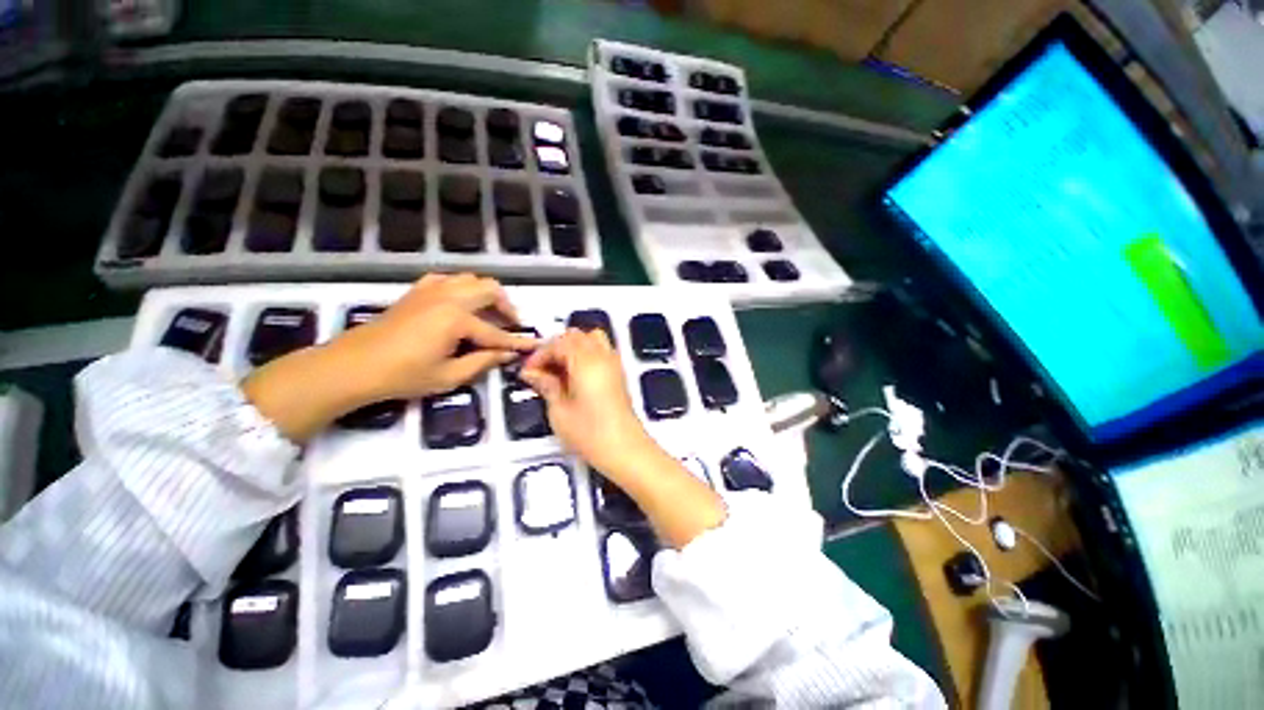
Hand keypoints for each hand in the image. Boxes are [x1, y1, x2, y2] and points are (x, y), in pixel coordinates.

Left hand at [337, 273, 537, 400]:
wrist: (352, 366)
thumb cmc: (402, 375)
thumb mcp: (449, 376)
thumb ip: (483, 362)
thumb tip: (507, 354)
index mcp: (456, 319)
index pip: (497, 332)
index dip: (517, 342)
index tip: (534, 345)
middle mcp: (448, 297)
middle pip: (489, 289)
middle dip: (506, 306)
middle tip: (511, 324)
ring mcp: (431, 290)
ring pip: (471, 279)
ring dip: (487, 294)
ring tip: (490, 313)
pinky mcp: (417, 291)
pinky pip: (449, 280)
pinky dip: (463, 288)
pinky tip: (461, 304)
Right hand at [520, 328, 726, 547]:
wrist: (624, 449)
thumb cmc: (592, 435)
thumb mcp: (559, 411)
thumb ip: (546, 385)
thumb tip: (534, 373)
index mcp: (585, 362)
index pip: (558, 343)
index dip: (540, 354)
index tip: (529, 371)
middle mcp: (602, 357)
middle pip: (576, 336)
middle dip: (555, 347)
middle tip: (541, 369)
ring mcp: (614, 364)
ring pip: (590, 339)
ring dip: (572, 347)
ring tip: (558, 370)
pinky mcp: (619, 374)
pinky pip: (601, 351)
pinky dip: (585, 354)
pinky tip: (574, 375)